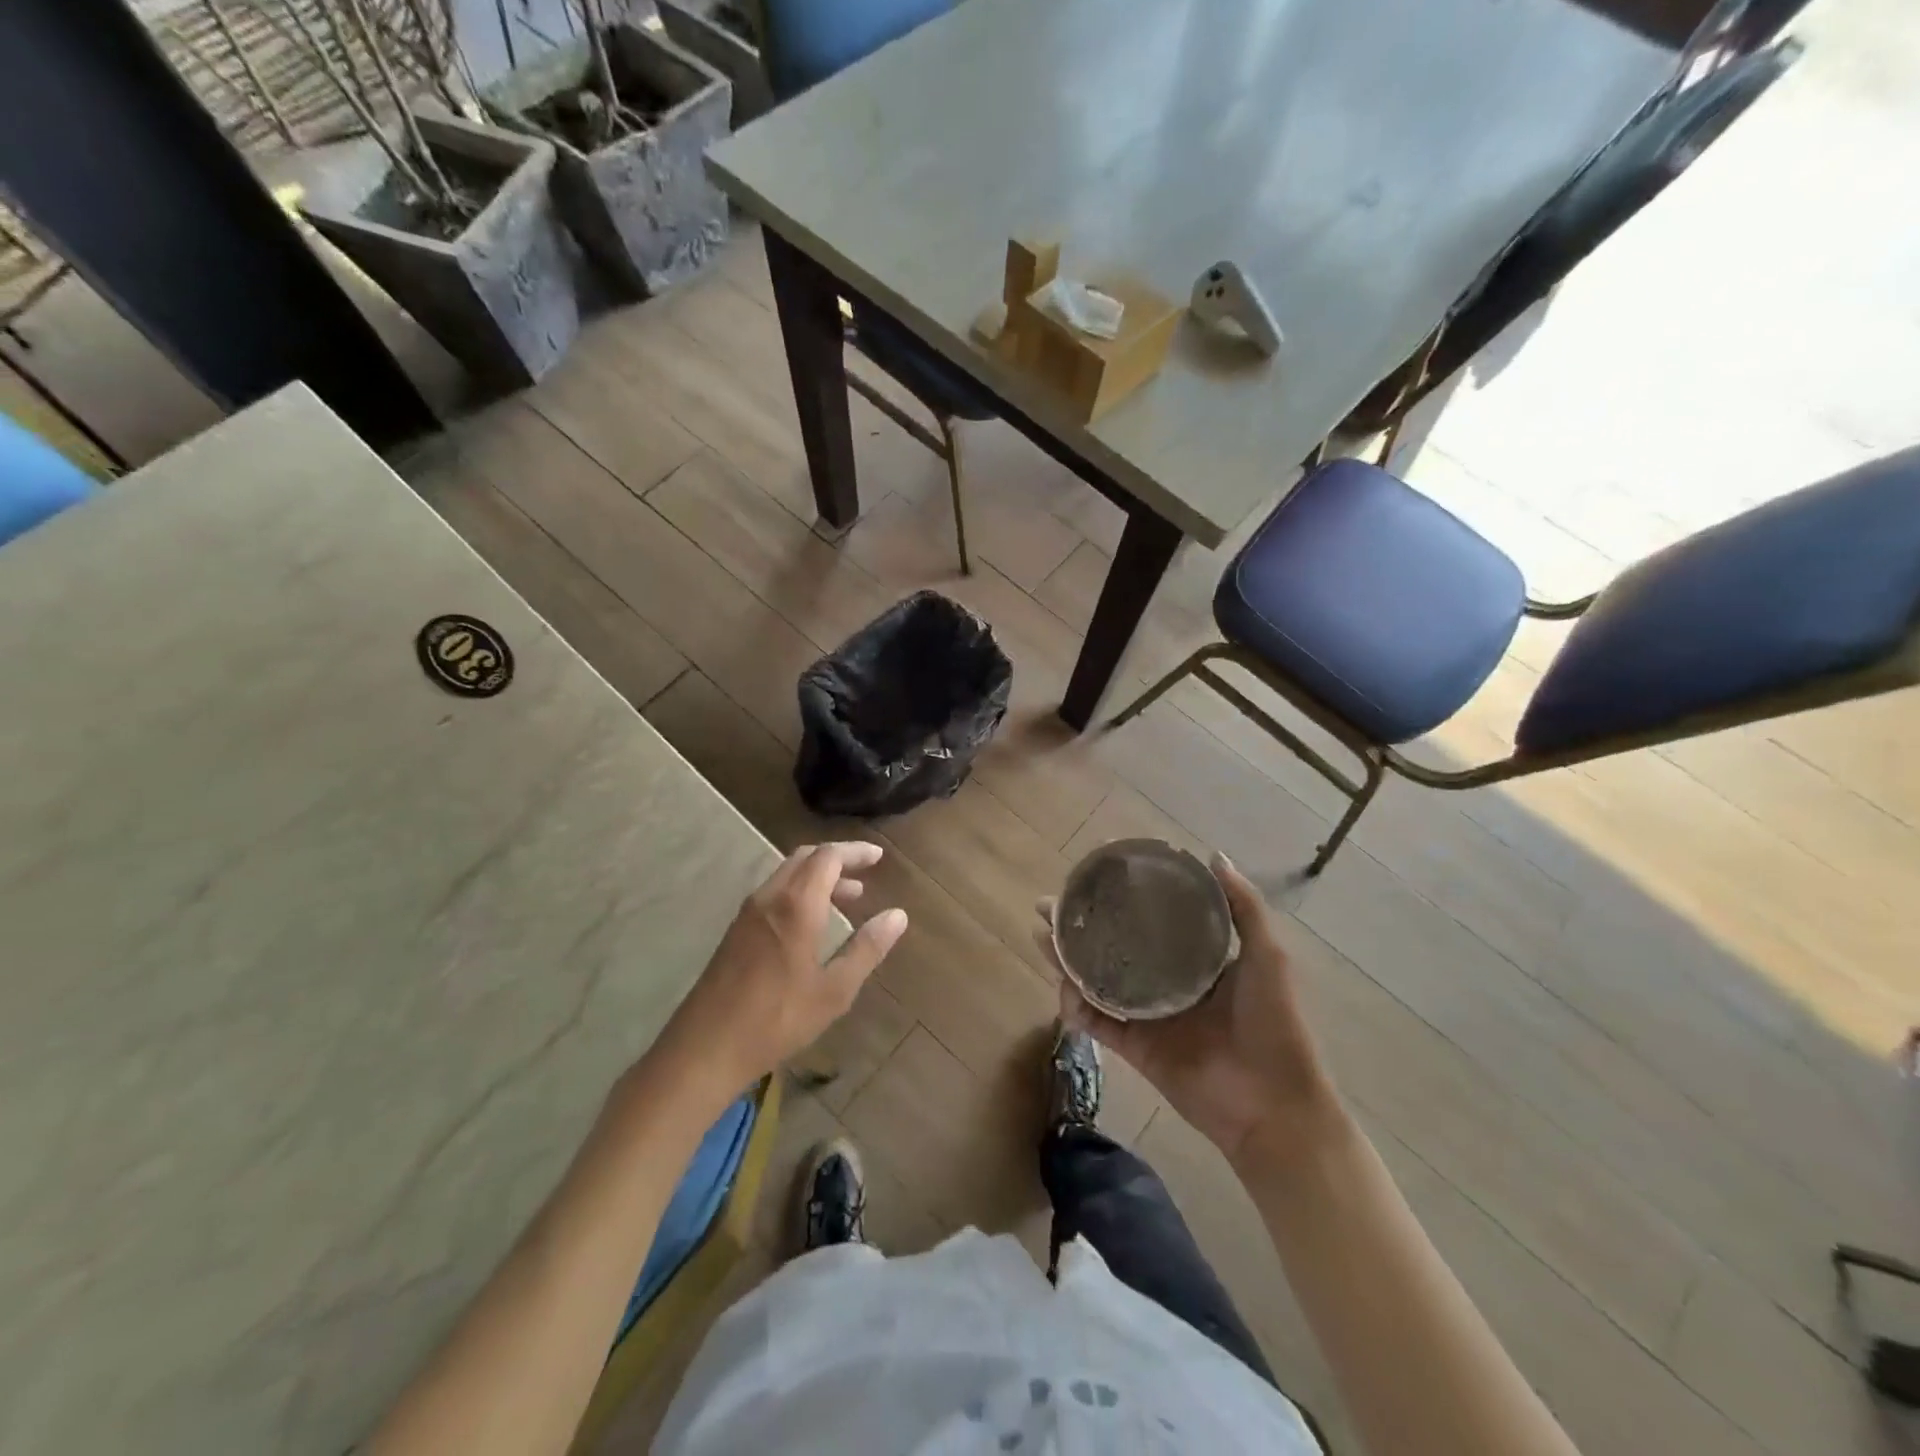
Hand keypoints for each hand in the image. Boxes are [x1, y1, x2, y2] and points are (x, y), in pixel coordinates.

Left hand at [656, 843, 907, 1104]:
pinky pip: (774, 893)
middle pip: (805, 858)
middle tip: (866, 871)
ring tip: (848, 896)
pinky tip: (812, 921)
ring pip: (787, 875)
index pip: (828, 857)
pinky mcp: (736, 930)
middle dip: (837, 859)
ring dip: (818, 876)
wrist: (705, 1048)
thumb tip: (898, 915)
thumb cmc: (777, 1019)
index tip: (878, 857)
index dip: (855, 852)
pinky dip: (800, 891)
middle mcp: (770, 897)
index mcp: (796, 905)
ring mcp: (748, 913)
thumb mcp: (834, 990)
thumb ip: (867, 949)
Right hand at [1038, 853, 1338, 1168]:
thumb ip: (1244, 907)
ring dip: (1067, 961)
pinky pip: (1098, 1023)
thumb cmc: (1275, 1024)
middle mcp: (1165, 981)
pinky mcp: (1134, 1048)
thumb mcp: (1268, 956)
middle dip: (1079, 926)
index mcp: (1196, 959)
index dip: (1121, 898)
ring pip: (1096, 981)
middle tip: (1048, 906)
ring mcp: (1147, 1015)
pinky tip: (1062, 989)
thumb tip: (1214, 855)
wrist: (1272, 1105)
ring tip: (1042, 938)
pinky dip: (1076, 1007)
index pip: (1150, 919)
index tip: (1094, 874)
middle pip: (1113, 946)